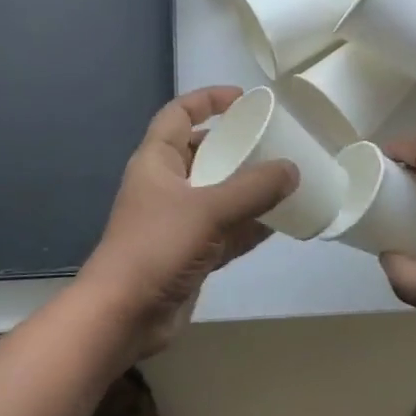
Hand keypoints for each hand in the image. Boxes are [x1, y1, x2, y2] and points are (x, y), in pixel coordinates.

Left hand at [78, 86, 297, 359]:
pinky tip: (281, 223)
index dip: (208, 100)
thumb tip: (292, 169)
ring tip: (287, 180)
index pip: (179, 113)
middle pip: (204, 152)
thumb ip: (253, 189)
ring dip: (248, 188)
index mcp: (157, 160)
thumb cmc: (157, 247)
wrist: (123, 316)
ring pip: (219, 193)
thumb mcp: (208, 209)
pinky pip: (226, 230)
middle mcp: (166, 185)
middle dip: (237, 146)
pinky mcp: (190, 253)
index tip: (245, 99)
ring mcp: (178, 221)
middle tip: (275, 143)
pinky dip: (250, 225)